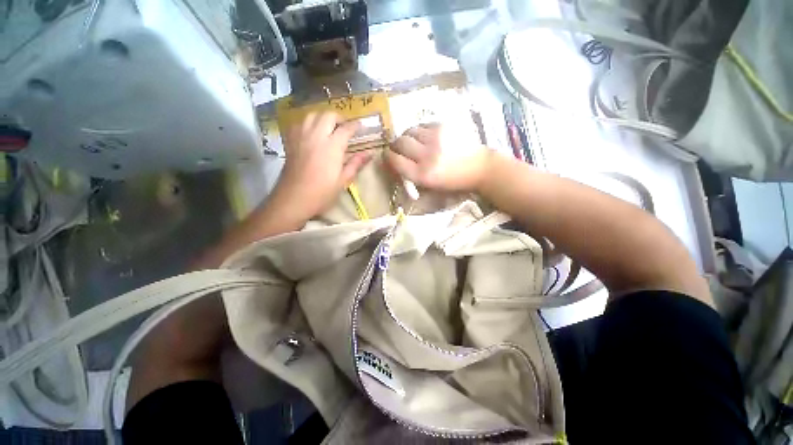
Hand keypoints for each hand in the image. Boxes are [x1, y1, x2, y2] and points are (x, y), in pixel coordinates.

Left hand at [275, 112, 370, 217]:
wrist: (293, 199)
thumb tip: (370, 153)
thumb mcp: (343, 180)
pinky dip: (308, 123)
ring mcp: (301, 137)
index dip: (356, 125)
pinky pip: (299, 123)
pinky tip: (312, 133)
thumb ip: (356, 164)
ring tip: (329, 128)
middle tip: (345, 127)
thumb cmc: (322, 193)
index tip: (362, 126)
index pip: (346, 128)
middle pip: (328, 115)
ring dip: (323, 118)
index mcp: (332, 146)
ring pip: (312, 115)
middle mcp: (316, 136)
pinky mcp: (290, 142)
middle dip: (339, 118)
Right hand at [387, 123, 492, 191]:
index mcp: (422, 175)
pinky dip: (420, 131)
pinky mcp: (444, 126)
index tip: (388, 156)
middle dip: (396, 145)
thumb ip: (411, 178)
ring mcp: (436, 138)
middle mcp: (427, 155)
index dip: (388, 157)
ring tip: (413, 142)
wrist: (479, 168)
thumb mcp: (431, 188)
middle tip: (399, 148)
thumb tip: (395, 165)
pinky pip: (423, 125)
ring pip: (410, 130)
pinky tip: (426, 137)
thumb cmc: (453, 182)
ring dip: (407, 136)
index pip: (395, 160)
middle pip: (400, 142)